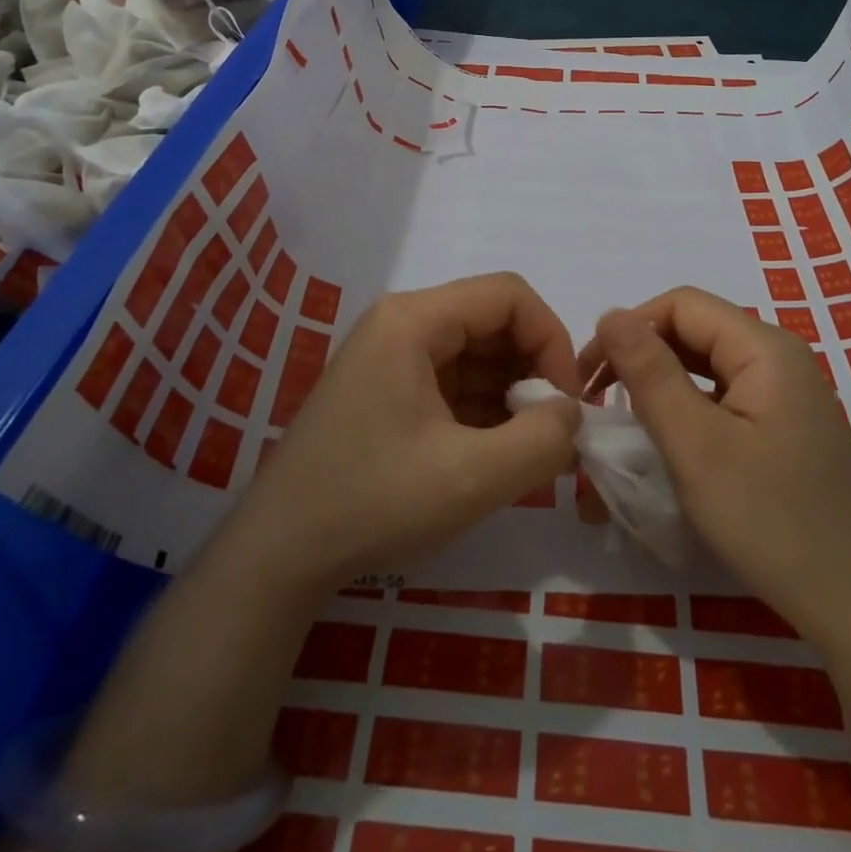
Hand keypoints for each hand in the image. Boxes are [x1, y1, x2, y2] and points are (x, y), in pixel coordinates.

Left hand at [218, 273, 582, 594]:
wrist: (278, 555)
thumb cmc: (372, 502)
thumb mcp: (471, 477)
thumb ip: (542, 440)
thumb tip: (572, 414)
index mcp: (414, 319)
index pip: (509, 296)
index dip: (551, 340)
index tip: (567, 402)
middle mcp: (402, 323)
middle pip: (492, 321)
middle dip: (533, 369)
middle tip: (552, 430)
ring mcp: (391, 356)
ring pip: (476, 353)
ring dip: (511, 394)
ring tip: (527, 450)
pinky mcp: (388, 389)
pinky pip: (453, 381)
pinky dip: (484, 409)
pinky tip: (495, 454)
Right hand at [578, 287, 850, 636]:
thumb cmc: (772, 521)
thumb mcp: (697, 445)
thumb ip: (650, 373)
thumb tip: (610, 314)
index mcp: (765, 347)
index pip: (681, 304)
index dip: (629, 328)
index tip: (591, 376)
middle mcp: (780, 358)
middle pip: (695, 331)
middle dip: (642, 355)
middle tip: (600, 401)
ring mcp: (789, 394)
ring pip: (708, 365)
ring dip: (662, 383)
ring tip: (627, 420)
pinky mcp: (787, 428)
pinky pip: (726, 397)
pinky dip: (689, 408)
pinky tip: (672, 440)